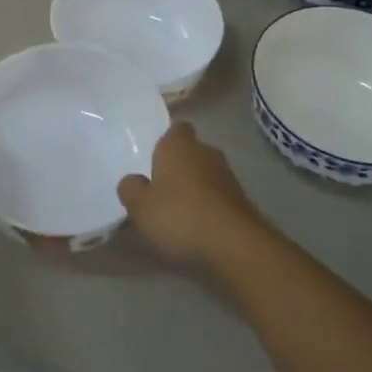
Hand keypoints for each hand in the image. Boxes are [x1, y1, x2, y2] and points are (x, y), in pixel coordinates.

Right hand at [117, 122, 263, 266]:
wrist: (234, 243)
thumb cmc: (180, 215)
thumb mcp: (140, 206)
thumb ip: (130, 188)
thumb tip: (133, 181)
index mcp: (178, 144)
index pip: (175, 127)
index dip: (165, 139)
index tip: (153, 156)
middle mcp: (205, 151)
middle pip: (189, 152)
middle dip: (177, 166)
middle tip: (158, 187)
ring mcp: (227, 175)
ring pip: (204, 174)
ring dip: (192, 187)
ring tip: (175, 212)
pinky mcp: (241, 199)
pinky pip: (216, 195)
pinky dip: (206, 205)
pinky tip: (195, 226)